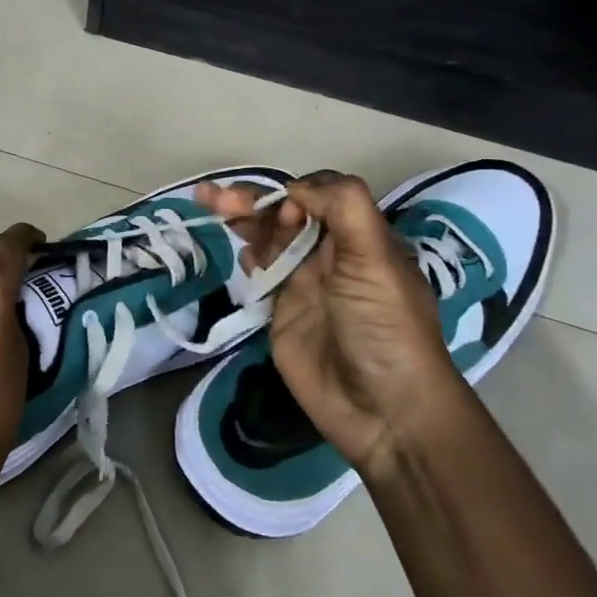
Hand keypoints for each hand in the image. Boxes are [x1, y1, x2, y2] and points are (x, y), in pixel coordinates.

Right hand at [198, 172, 464, 473]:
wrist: (383, 408)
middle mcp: (331, 253)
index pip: (319, 195)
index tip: (282, 211)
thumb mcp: (375, 258)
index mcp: (360, 237)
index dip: (293, 192)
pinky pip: (261, 273)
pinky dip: (248, 256)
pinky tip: (241, 255)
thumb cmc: (384, 326)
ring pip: (269, 238)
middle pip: (286, 213)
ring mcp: (305, 282)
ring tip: (211, 206)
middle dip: (253, 200)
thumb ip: (343, 208)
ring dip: (243, 219)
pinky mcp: (283, 311)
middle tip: (214, 197)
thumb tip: (295, 188)